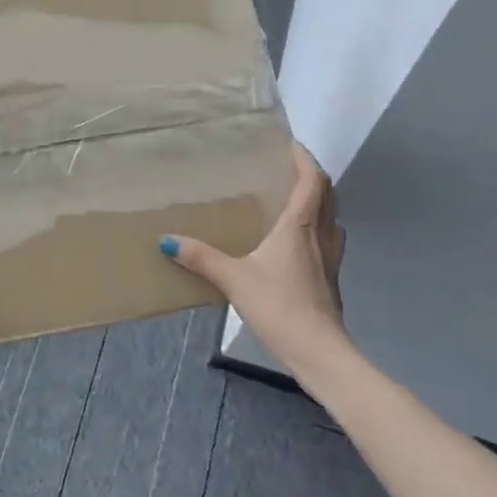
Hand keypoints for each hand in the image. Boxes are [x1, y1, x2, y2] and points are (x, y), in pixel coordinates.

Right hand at [162, 143, 350, 379]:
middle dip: (311, 177)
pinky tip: (295, 243)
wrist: (320, 352)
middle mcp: (320, 236)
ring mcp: (329, 259)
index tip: (291, 143)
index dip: (305, 159)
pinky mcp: (330, 280)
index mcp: (299, 226)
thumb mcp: (234, 279)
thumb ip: (201, 258)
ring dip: (317, 203)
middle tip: (288, 168)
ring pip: (329, 219)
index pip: (312, 181)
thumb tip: (167, 239)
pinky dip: (315, 229)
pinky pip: (326, 241)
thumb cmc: (280, 306)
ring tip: (292, 199)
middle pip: (326, 196)